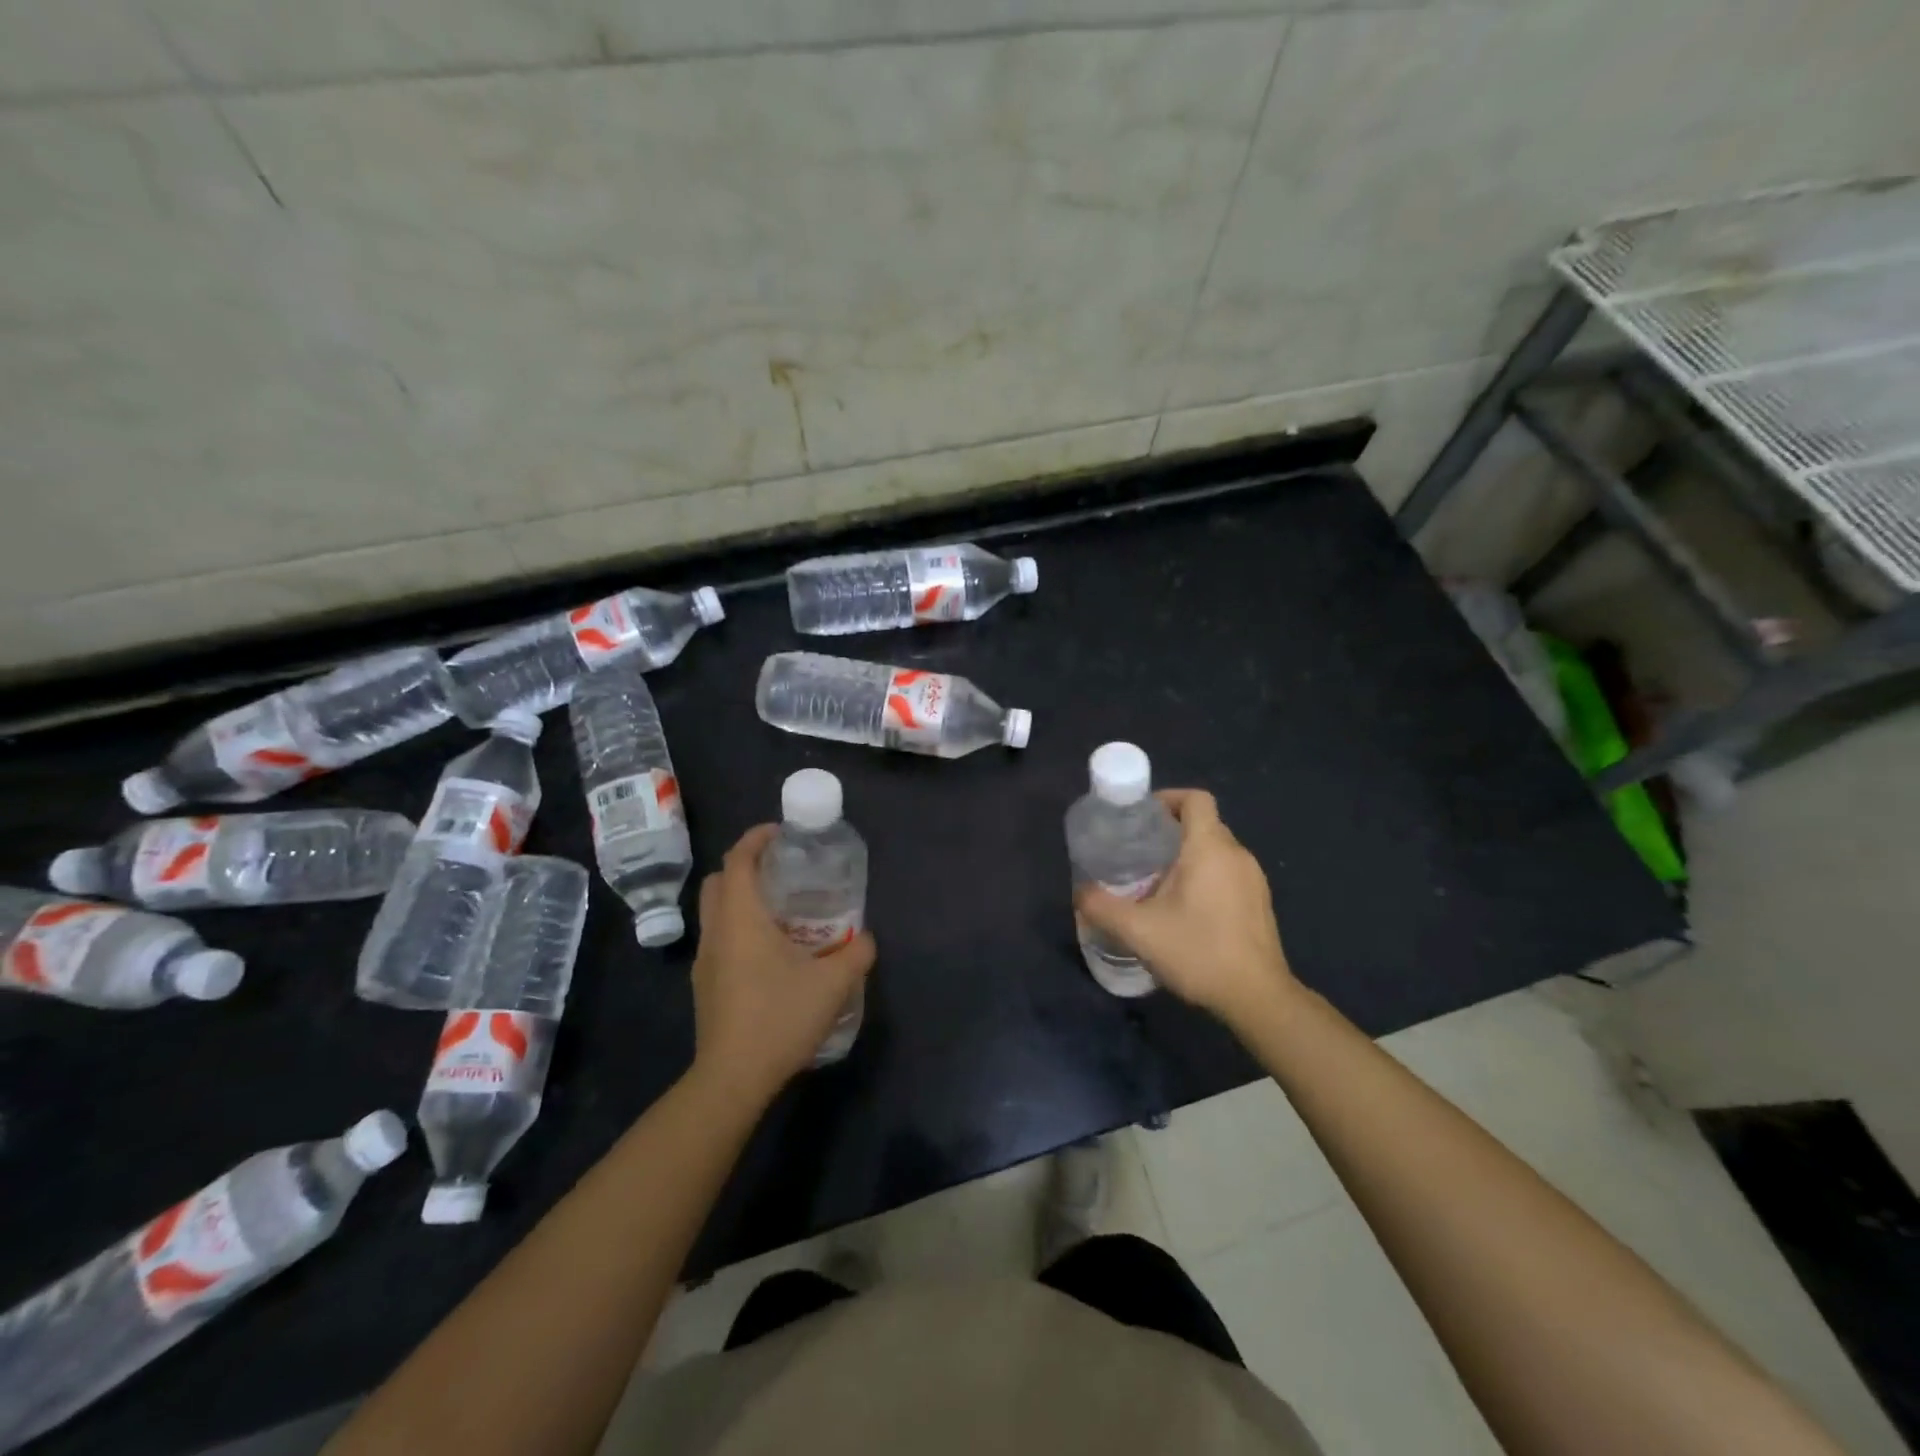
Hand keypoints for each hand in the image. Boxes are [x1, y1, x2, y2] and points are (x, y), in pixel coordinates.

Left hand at [689, 825, 875, 1105]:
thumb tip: (867, 938)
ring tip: (781, 910)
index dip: (756, 838)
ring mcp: (705, 960)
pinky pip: (719, 938)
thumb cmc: (779, 1018)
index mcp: (741, 918)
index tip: (782, 832)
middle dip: (746, 866)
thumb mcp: (834, 984)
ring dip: (741, 899)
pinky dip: (739, 928)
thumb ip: (857, 953)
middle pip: (719, 880)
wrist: (732, 1079)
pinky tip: (770, 953)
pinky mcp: (705, 985)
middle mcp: (716, 931)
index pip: (738, 860)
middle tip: (782, 870)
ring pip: (715, 911)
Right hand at [1075, 789, 1295, 1030]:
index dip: (1168, 798)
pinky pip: (1228, 872)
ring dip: (1188, 855)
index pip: (1195, 799)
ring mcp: (1254, 880)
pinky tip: (1185, 909)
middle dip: (1170, 830)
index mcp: (1210, 848)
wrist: (1257, 998)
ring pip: (1216, 850)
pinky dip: (1205, 876)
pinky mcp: (1260, 903)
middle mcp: (1237, 855)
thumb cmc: (1198, 952)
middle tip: (1138, 852)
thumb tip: (1080, 892)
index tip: (1141, 817)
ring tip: (1156, 881)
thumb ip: (1101, 907)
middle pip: (1203, 823)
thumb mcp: (1138, 930)